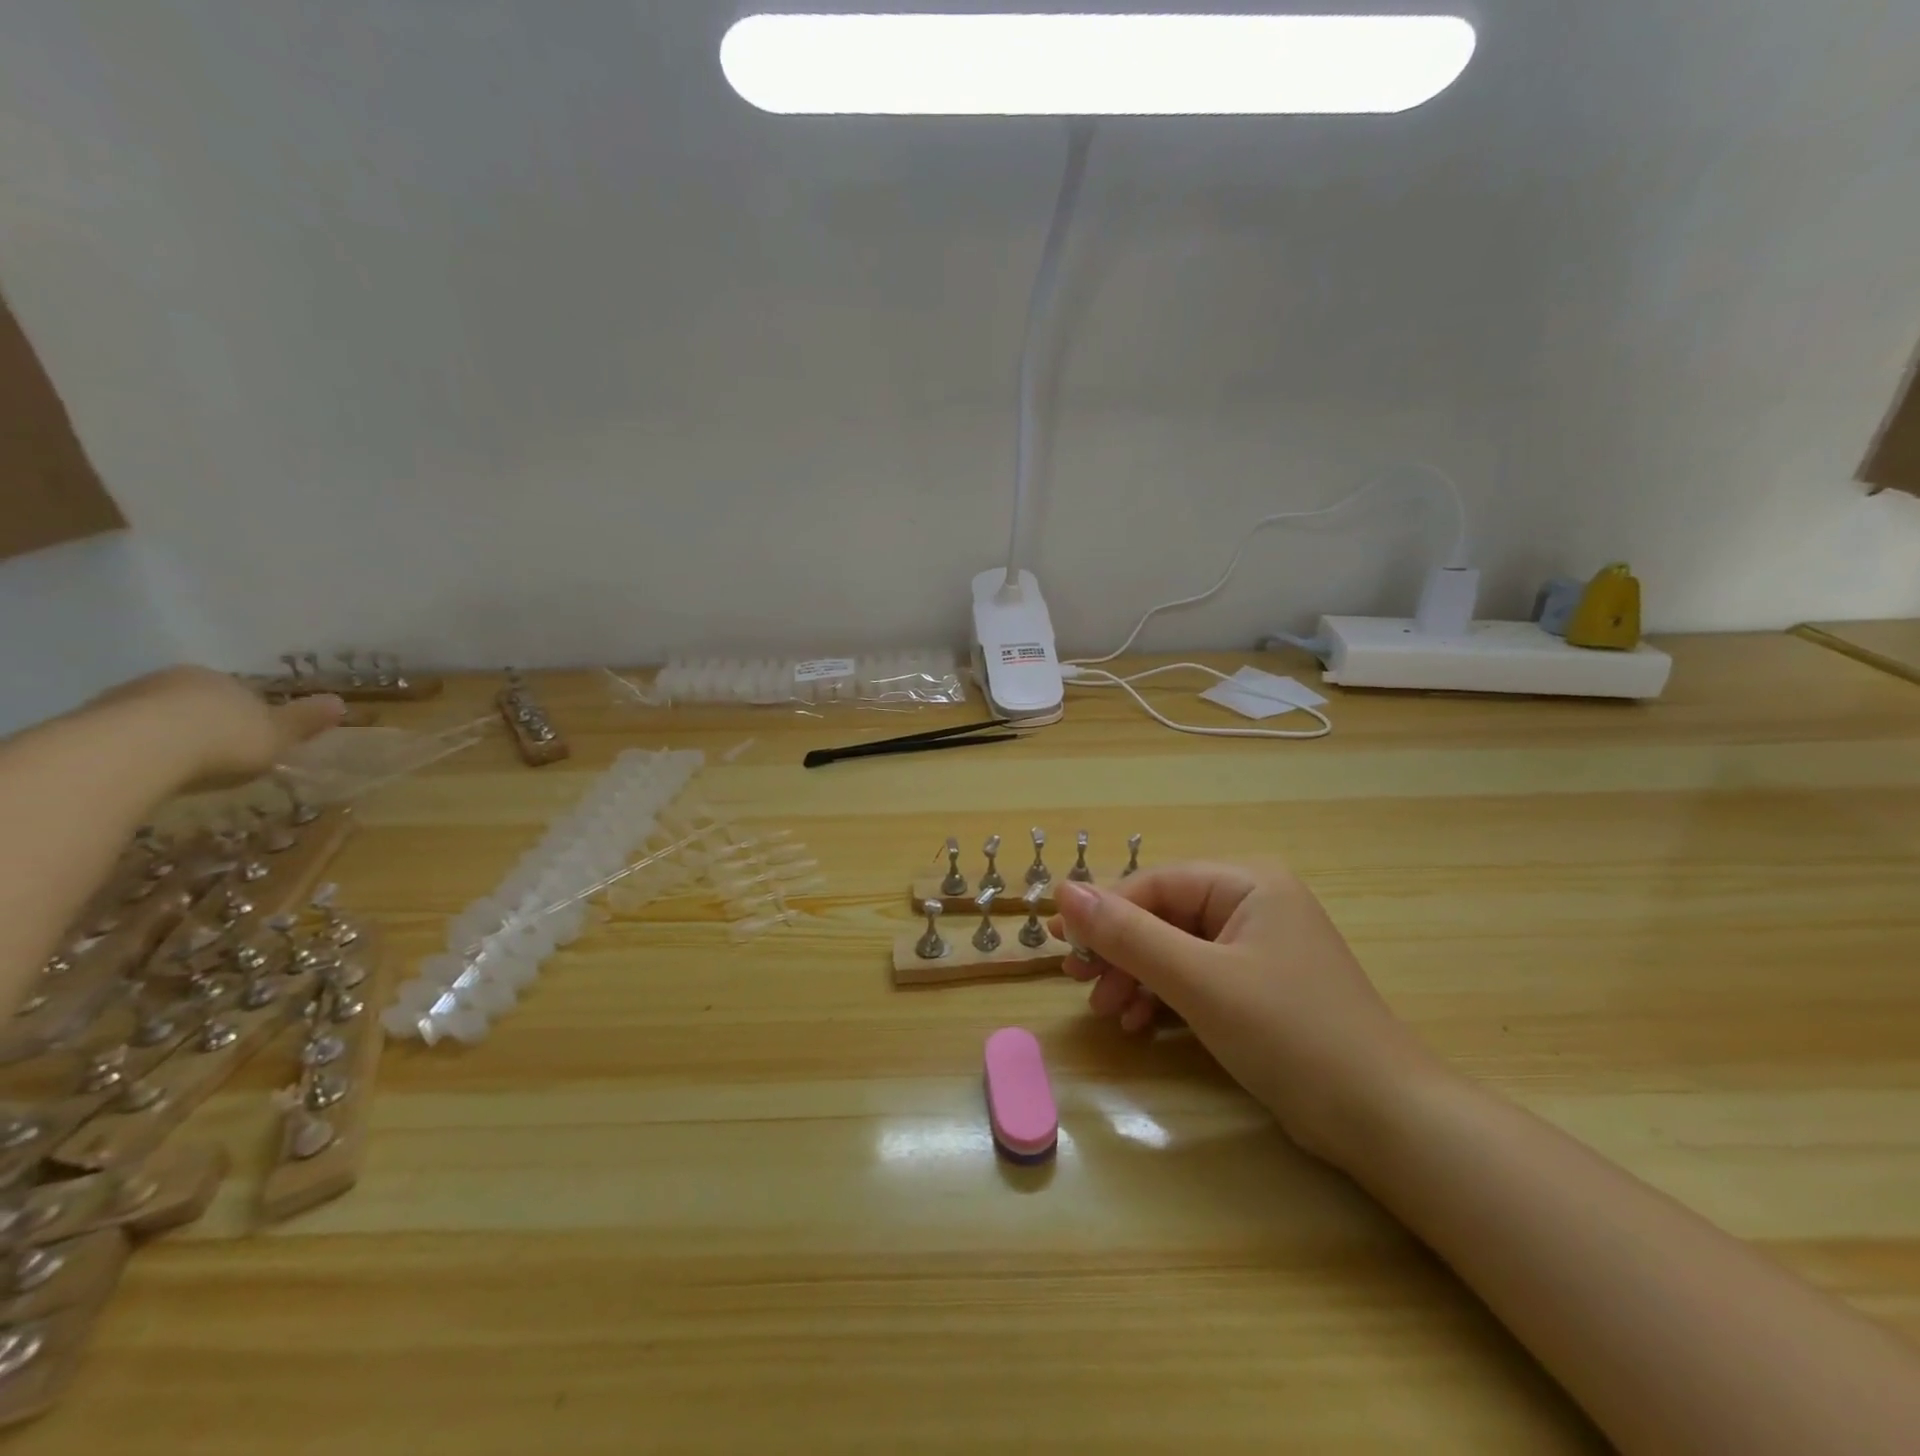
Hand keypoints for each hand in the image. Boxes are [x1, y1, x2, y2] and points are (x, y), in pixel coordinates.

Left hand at [87, 666, 345, 789]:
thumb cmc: (222, 738)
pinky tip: (147, 775)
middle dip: (207, 725)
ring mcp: (124, 699)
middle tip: (220, 757)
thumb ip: (305, 721)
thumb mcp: (277, 734)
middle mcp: (171, 680)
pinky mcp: (88, 724)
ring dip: (169, 738)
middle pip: (196, 703)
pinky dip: (139, 753)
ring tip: (182, 771)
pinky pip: (125, 738)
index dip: (251, 717)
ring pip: (157, 718)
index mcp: (219, 679)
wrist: (135, 750)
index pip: (240, 694)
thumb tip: (341, 702)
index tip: (255, 742)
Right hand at [1052, 863, 1441, 1164]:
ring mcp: (1258, 947)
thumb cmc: (1290, 1035)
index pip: (1153, 885)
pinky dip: (1164, 998)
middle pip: (1162, 916)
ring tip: (1109, 1013)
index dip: (1102, 912)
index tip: (1059, 945)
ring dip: (1136, 978)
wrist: (1385, 1122)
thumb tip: (1064, 891)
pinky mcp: (1259, 988)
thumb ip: (1128, 934)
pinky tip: (1142, 1026)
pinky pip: (1196, 978)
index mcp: (1246, 883)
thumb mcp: (1200, 981)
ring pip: (1175, 950)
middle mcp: (1252, 903)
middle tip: (1080, 984)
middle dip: (1119, 951)